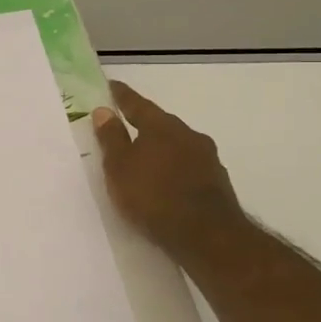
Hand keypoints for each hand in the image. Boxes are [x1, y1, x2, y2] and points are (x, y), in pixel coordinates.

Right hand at [91, 81, 248, 263]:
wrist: (207, 236)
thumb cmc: (153, 196)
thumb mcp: (120, 167)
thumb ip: (111, 138)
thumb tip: (103, 111)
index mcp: (161, 127)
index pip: (137, 104)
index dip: (122, 96)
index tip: (112, 86)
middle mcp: (188, 135)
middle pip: (161, 124)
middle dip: (144, 124)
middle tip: (127, 126)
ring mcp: (207, 159)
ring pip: (178, 145)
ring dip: (161, 148)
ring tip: (145, 159)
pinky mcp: (217, 182)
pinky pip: (188, 167)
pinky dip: (174, 169)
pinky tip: (166, 182)